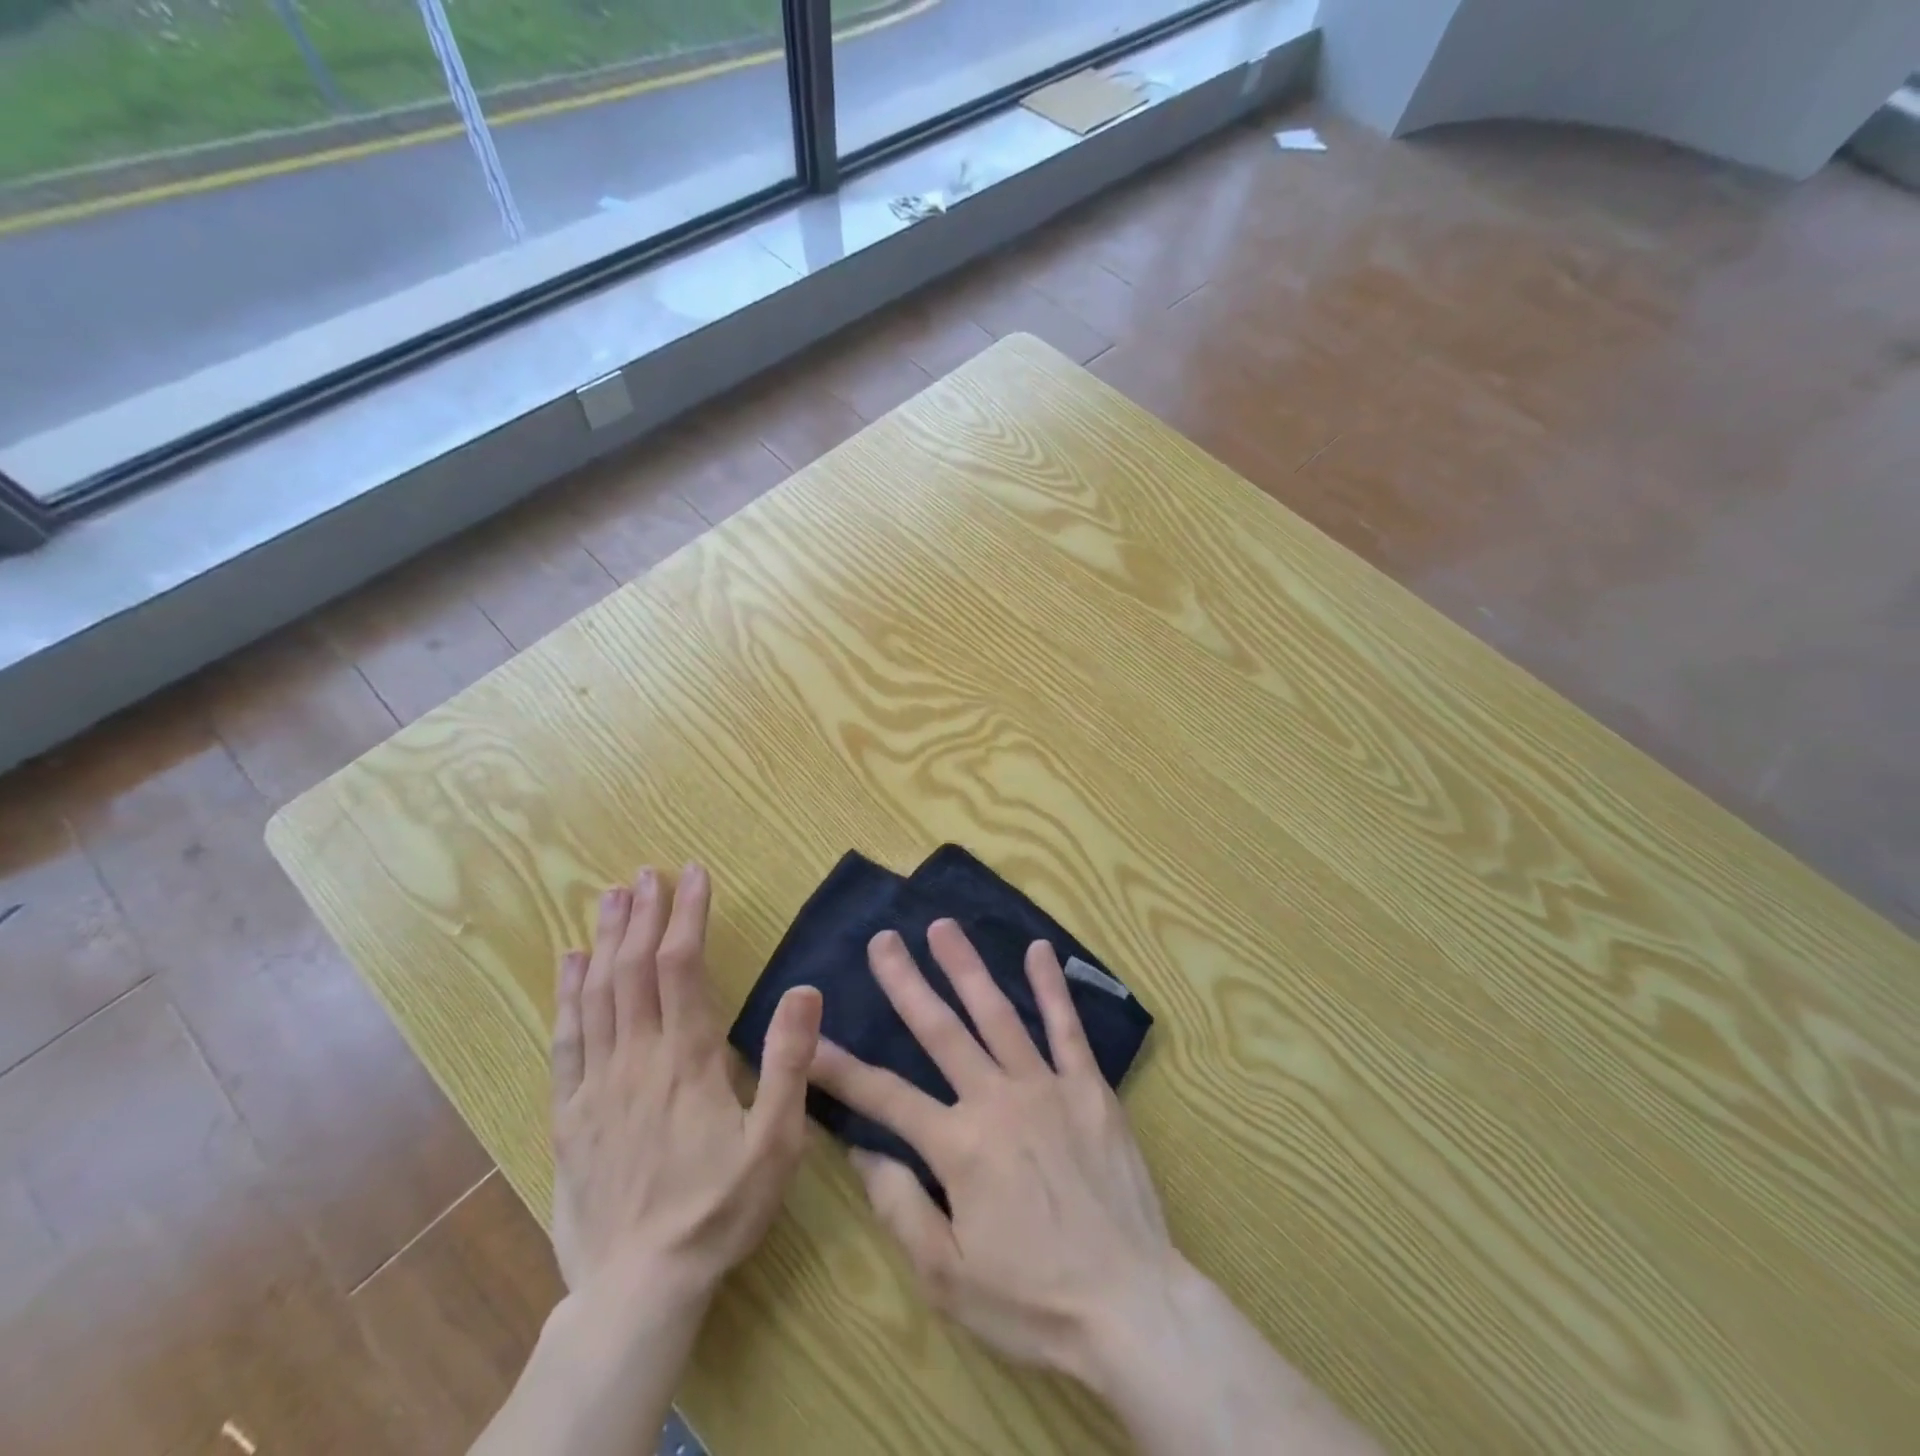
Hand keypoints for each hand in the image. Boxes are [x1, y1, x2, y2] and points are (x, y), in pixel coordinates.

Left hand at [549, 864, 822, 1301]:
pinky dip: (567, 994)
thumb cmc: (719, 1209)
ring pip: (598, 994)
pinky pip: (566, 1039)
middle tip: (647, 872)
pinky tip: (568, 963)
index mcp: (689, 1060)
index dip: (687, 915)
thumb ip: (789, 1064)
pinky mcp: (570, 1113)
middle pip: (634, 969)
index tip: (693, 874)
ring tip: (610, 896)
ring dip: (605, 940)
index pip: (683, 967)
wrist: (638, 1288)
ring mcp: (597, 1084)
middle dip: (642, 914)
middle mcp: (638, 1058)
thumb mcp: (776, 1143)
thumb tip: (805, 990)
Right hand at [806, 920, 1176, 1378]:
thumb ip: (900, 1207)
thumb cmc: (1032, 1300)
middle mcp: (997, 1099)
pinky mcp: (1090, 1088)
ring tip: (943, 927)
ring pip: (998, 1014)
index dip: (841, 1068)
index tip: (809, 1036)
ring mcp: (1046, 1086)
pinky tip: (1039, 951)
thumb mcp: (947, 1277)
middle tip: (883, 939)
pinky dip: (1051, 987)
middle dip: (906, 983)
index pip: (885, 1096)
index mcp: (958, 1145)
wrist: (1131, 1305)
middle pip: (941, 1030)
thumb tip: (861, 1149)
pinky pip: (1068, 1027)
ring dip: (967, 968)